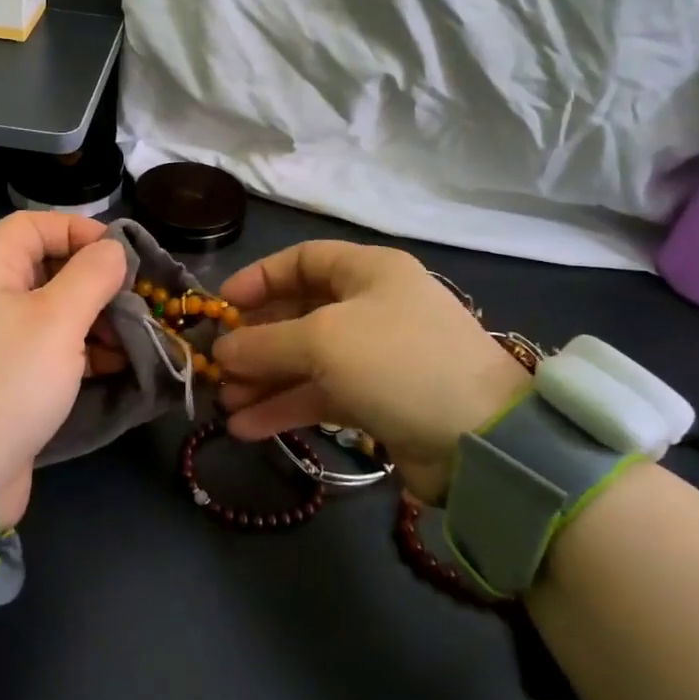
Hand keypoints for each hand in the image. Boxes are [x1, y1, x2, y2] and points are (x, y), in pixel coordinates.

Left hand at [0, 212, 128, 525]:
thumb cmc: (6, 381)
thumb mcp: (57, 320)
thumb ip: (91, 275)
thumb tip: (112, 249)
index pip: (34, 224)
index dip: (79, 230)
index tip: (121, 255)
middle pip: (46, 269)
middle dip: (95, 282)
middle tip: (134, 303)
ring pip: (50, 313)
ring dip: (94, 321)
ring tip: (131, 341)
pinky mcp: (0, 380)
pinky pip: (44, 351)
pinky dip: (78, 353)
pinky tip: (112, 367)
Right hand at [212, 241, 532, 501]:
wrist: (481, 439)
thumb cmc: (396, 363)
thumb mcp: (322, 341)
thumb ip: (265, 343)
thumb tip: (220, 350)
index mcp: (368, 272)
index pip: (302, 260)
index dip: (259, 278)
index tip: (222, 306)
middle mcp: (372, 307)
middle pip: (298, 314)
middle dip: (255, 341)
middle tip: (217, 364)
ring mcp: (375, 356)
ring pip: (306, 361)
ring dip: (264, 380)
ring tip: (223, 403)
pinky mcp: (377, 400)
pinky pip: (321, 395)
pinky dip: (285, 408)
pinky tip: (247, 428)